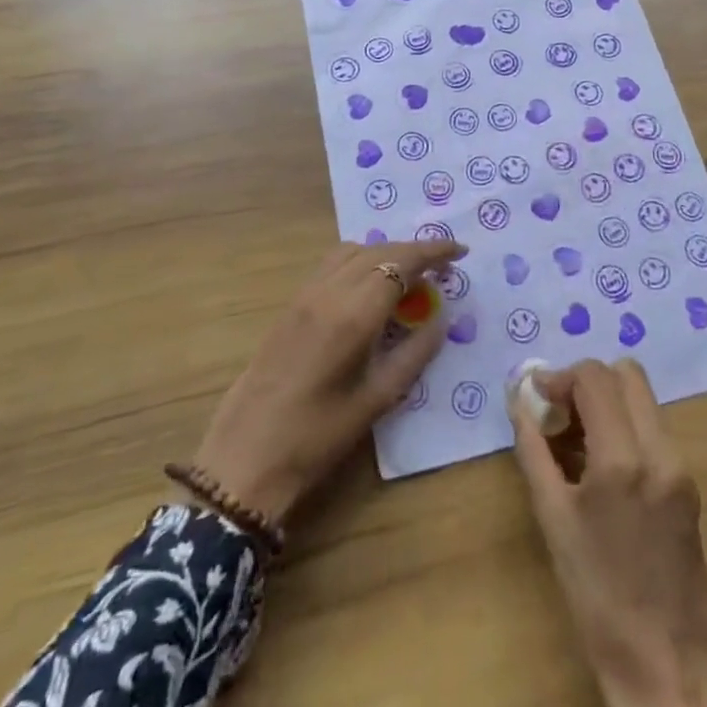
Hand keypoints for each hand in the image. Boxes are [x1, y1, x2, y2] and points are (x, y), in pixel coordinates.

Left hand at [190, 240, 463, 525]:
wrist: (246, 456)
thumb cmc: (318, 437)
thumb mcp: (378, 400)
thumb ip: (415, 353)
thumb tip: (440, 319)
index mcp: (353, 315)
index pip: (401, 262)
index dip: (434, 251)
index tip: (460, 252)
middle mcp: (328, 292)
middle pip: (379, 250)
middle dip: (414, 251)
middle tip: (443, 268)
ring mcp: (304, 295)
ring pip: (352, 251)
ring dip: (385, 252)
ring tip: (408, 275)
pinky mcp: (290, 304)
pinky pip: (332, 264)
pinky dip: (360, 261)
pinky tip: (370, 287)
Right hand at [512, 360, 706, 706]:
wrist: (670, 668)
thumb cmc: (598, 600)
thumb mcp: (553, 522)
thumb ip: (534, 451)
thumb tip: (520, 401)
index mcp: (623, 459)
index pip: (595, 377)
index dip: (561, 377)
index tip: (537, 398)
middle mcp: (659, 450)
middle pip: (626, 374)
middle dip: (588, 382)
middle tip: (560, 414)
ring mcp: (680, 465)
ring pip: (642, 399)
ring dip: (607, 403)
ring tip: (575, 442)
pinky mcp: (689, 483)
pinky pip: (653, 429)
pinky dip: (624, 427)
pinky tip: (600, 467)